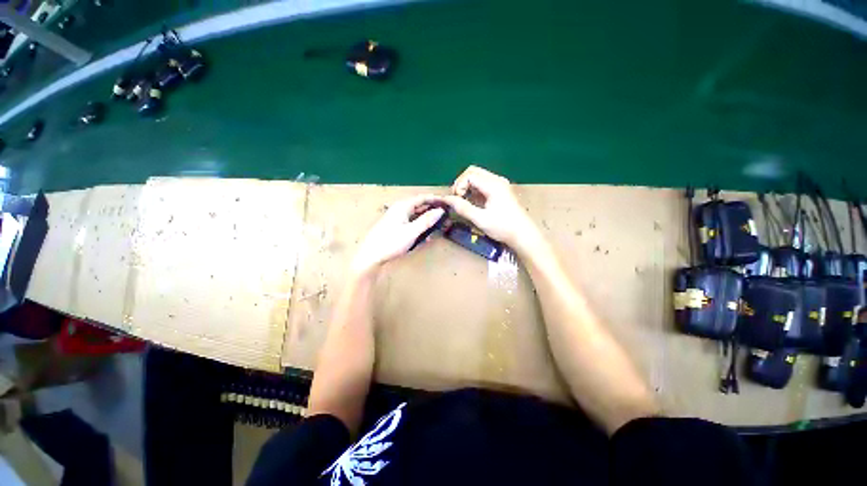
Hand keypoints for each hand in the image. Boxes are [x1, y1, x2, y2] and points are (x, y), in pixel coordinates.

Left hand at [352, 194, 445, 273]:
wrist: (371, 255)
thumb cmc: (390, 242)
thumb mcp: (411, 232)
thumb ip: (426, 221)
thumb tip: (440, 211)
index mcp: (403, 206)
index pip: (422, 198)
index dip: (435, 199)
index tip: (447, 202)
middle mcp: (400, 209)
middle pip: (419, 205)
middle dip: (433, 209)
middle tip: (446, 214)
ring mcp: (397, 218)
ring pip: (416, 214)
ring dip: (428, 218)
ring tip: (440, 223)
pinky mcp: (396, 226)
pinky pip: (412, 222)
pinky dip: (421, 225)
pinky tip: (427, 233)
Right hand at [443, 166, 537, 248]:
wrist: (523, 235)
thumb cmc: (503, 227)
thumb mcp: (480, 219)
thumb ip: (462, 208)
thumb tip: (446, 199)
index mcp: (493, 185)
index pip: (469, 175)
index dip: (459, 185)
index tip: (457, 200)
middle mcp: (497, 180)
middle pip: (473, 171)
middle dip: (461, 183)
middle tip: (457, 198)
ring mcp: (500, 184)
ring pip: (478, 176)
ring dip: (467, 186)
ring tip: (463, 201)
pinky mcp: (500, 190)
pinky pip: (483, 183)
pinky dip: (474, 189)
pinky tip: (473, 202)